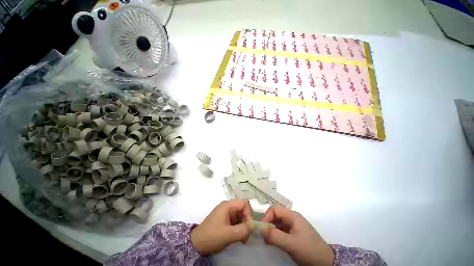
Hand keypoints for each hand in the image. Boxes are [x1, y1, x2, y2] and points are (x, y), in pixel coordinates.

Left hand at [191, 200, 251, 254]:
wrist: (196, 244)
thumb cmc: (212, 236)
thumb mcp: (228, 234)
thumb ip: (243, 230)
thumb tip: (254, 226)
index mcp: (227, 205)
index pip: (244, 203)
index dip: (249, 213)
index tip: (248, 227)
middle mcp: (228, 207)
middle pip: (243, 209)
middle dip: (247, 221)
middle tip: (246, 235)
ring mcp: (226, 213)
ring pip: (240, 216)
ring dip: (244, 226)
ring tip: (243, 239)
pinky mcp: (225, 220)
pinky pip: (236, 221)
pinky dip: (239, 228)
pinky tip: (239, 238)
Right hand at [261, 205, 334, 265]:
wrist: (326, 262)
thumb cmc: (309, 250)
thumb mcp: (291, 244)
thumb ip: (275, 236)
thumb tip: (259, 228)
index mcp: (292, 216)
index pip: (275, 209)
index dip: (267, 216)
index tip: (262, 229)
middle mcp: (292, 218)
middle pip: (275, 215)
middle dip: (268, 223)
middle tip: (263, 236)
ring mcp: (293, 226)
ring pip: (277, 223)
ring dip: (271, 230)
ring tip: (267, 241)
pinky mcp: (293, 234)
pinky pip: (281, 231)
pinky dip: (275, 235)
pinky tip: (273, 242)